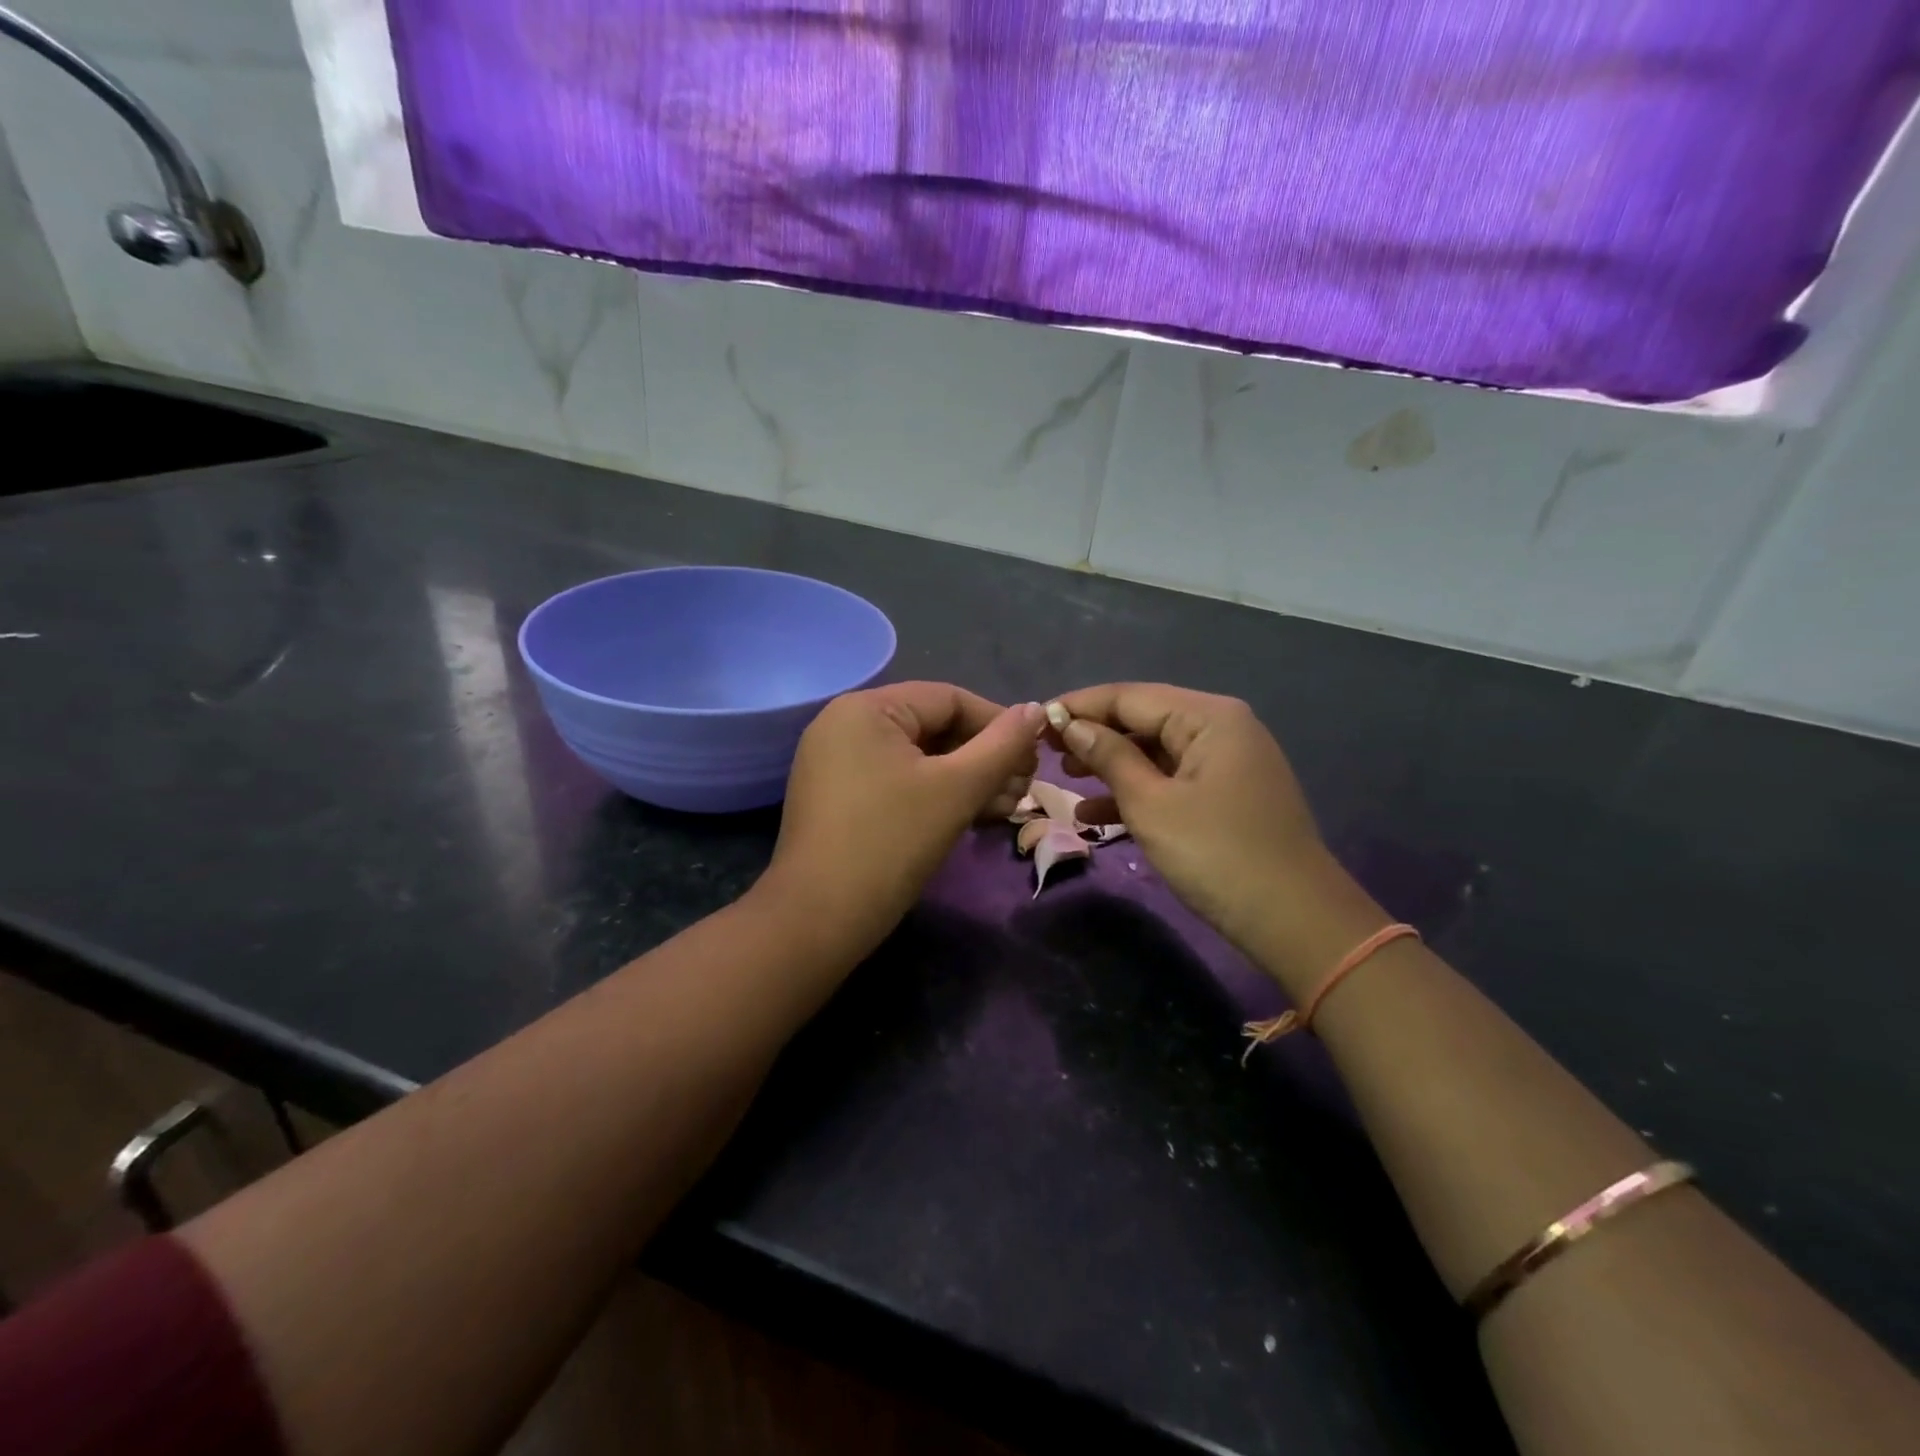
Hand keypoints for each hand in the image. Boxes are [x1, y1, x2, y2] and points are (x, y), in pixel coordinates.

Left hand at [760, 683, 1044, 957]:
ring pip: (918, 758)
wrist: (818, 920)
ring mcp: (837, 763)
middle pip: (933, 727)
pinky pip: (897, 781)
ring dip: (966, 780)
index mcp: (866, 708)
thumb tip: (1036, 710)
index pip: (948, 699)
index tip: (1034, 758)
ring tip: (1006, 808)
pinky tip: (972, 816)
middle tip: (1023, 790)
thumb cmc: (891, 842)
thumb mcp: (957, 789)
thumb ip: (1003, 745)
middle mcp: (845, 724)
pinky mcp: (838, 798)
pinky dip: (935, 794)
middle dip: (984, 758)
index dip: (998, 724)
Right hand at [1048, 684, 1380, 981]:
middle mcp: (1222, 729)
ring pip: (1155, 753)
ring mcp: (1227, 764)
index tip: (1036, 720)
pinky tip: (1094, 816)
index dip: (1080, 706)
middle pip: (1144, 720)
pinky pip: (1172, 781)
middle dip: (1094, 735)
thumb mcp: (1151, 804)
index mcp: (1209, 717)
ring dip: (1110, 766)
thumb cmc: (1216, 855)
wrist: (1295, 922)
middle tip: (1046, 752)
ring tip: (1064, 777)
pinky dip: (1136, 794)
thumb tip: (1071, 725)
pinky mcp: (1227, 797)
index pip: (1130, 696)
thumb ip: (1109, 757)